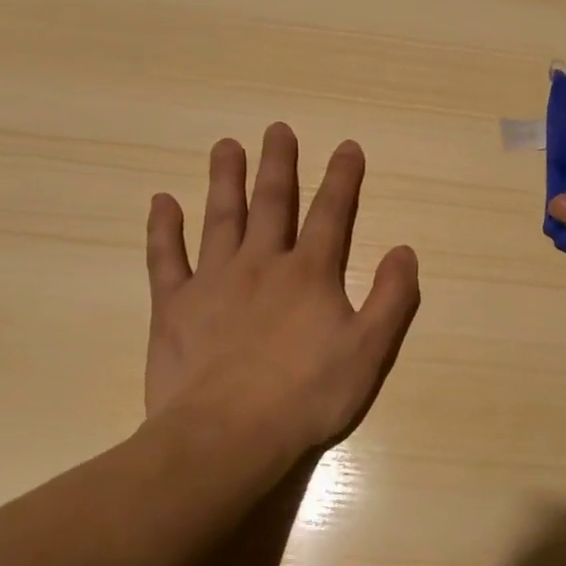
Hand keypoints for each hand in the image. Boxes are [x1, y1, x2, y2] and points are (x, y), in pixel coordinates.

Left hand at [144, 125, 419, 458]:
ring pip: (221, 218)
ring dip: (225, 180)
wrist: (227, 436)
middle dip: (279, 164)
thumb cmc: (307, 394)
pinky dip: (164, 228)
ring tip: (226, 147)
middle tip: (277, 129)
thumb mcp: (369, 350)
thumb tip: (404, 250)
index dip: (343, 178)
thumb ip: (391, 297)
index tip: (347, 146)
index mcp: (310, 274)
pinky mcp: (174, 306)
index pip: (332, 214)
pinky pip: (166, 258)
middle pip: (273, 203)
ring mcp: (213, 281)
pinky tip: (162, 201)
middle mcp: (262, 264)